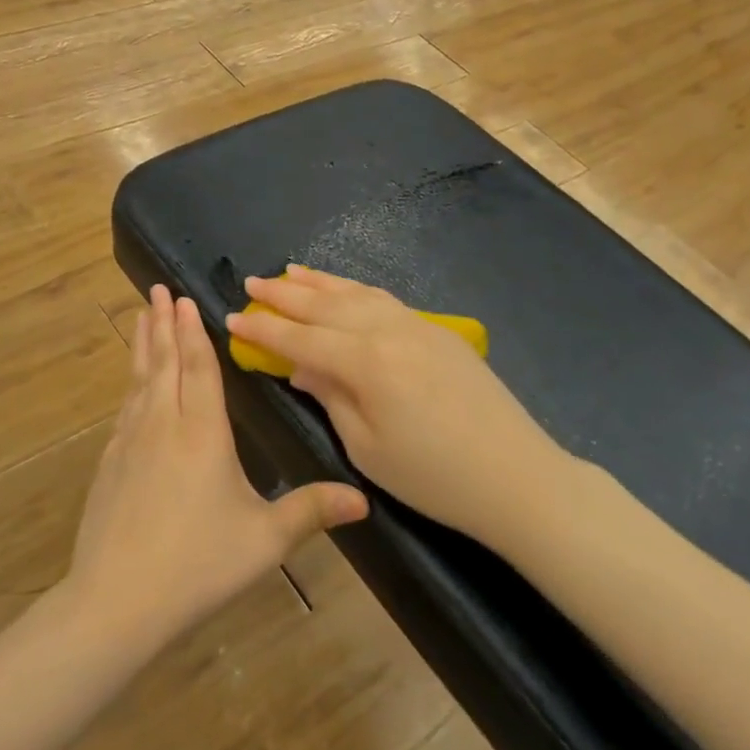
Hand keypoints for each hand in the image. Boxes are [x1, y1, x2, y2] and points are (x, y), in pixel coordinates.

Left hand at [66, 285, 367, 653]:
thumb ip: (311, 512)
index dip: (193, 331)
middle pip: (164, 361)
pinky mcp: (109, 462)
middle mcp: (163, 424)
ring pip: (139, 380)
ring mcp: (130, 441)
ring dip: (143, 345)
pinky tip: (132, 385)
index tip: (184, 298)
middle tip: (158, 290)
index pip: (199, 367)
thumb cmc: (198, 564)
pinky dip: (131, 383)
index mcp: (202, 432)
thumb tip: (364, 500)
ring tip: (142, 318)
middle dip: (163, 323)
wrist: (117, 600)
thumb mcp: (265, 540)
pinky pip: (125, 407)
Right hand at [225, 267, 561, 543]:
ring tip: (289, 272)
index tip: (232, 319)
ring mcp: (416, 325)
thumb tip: (302, 368)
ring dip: (319, 282)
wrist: (517, 476)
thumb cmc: (433, 477)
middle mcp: (387, 330)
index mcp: (365, 362)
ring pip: (355, 293)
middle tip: (251, 283)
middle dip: (284, 294)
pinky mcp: (436, 331)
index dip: (264, 330)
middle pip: (324, 305)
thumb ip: (331, 398)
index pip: (300, 339)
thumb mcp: (367, 448)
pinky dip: (355, 289)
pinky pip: (383, 299)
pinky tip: (344, 289)